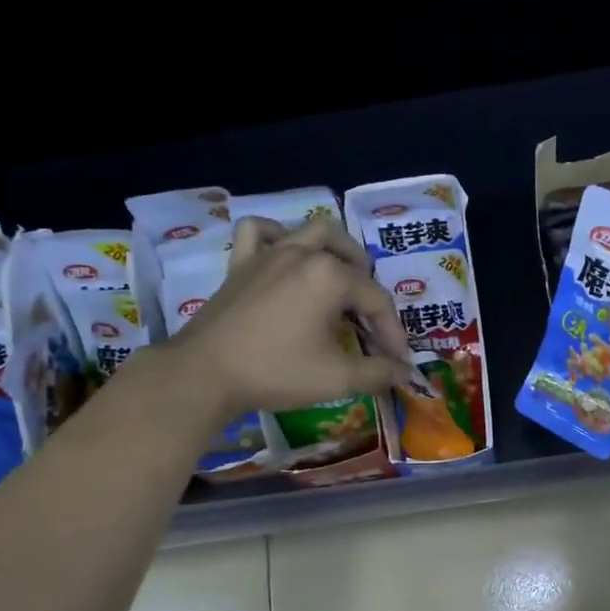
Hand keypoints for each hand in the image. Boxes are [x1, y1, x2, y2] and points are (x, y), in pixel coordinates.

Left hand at [164, 216, 413, 416]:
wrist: (205, 373)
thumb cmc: (276, 371)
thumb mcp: (336, 378)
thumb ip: (377, 373)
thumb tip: (404, 371)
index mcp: (331, 276)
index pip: (376, 300)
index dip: (392, 332)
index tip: (396, 361)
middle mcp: (303, 254)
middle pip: (351, 259)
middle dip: (369, 288)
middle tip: (370, 322)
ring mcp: (269, 254)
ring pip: (312, 232)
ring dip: (336, 250)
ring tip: (342, 275)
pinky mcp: (241, 264)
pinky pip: (260, 232)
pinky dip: (276, 236)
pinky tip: (284, 253)